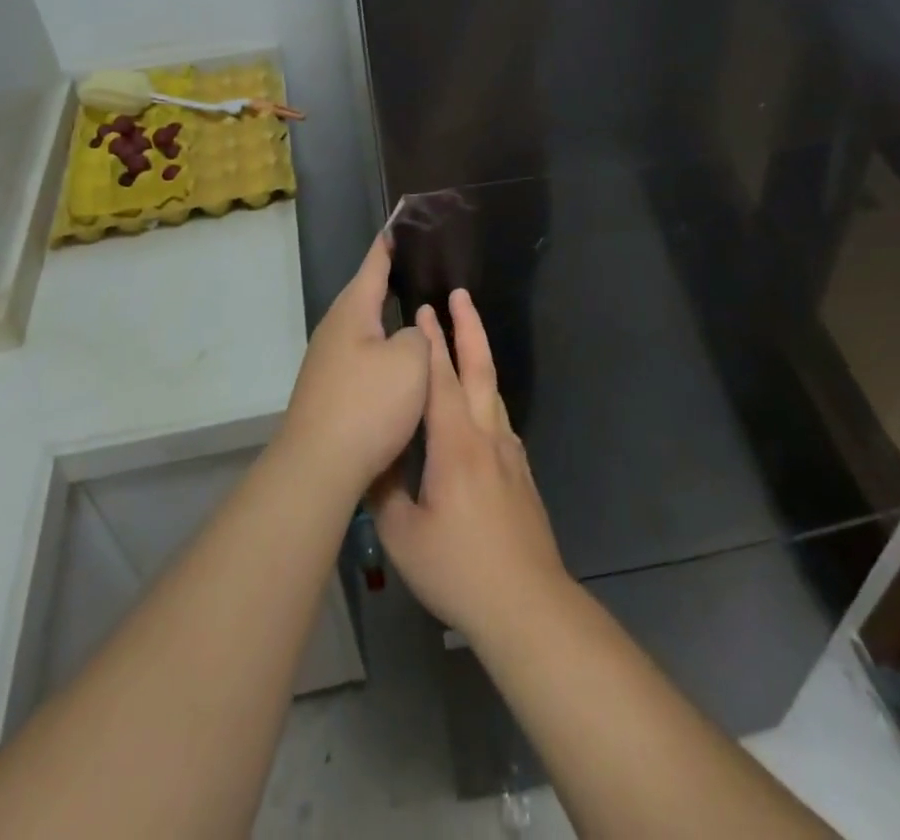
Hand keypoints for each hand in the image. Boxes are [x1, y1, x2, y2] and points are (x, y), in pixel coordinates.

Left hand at [277, 236, 429, 496]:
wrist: (319, 466)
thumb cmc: (368, 404)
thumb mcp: (411, 361)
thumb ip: (419, 336)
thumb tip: (409, 334)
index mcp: (353, 310)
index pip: (374, 264)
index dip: (390, 242)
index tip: (400, 220)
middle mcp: (334, 328)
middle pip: (367, 295)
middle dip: (392, 281)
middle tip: (422, 268)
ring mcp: (327, 361)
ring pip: (366, 329)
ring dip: (389, 321)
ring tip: (418, 313)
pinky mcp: (329, 390)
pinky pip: (363, 357)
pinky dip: (384, 351)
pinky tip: (400, 364)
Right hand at [370, 289, 568, 640]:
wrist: (527, 604)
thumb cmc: (459, 568)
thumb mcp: (403, 535)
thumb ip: (384, 491)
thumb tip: (372, 459)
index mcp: (455, 444)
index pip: (440, 379)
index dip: (430, 343)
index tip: (423, 309)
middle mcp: (486, 436)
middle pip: (479, 369)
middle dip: (468, 328)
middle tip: (459, 295)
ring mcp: (509, 454)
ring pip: (493, 391)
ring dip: (478, 357)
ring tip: (465, 338)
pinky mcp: (520, 474)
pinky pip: (499, 419)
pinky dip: (485, 395)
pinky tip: (478, 407)